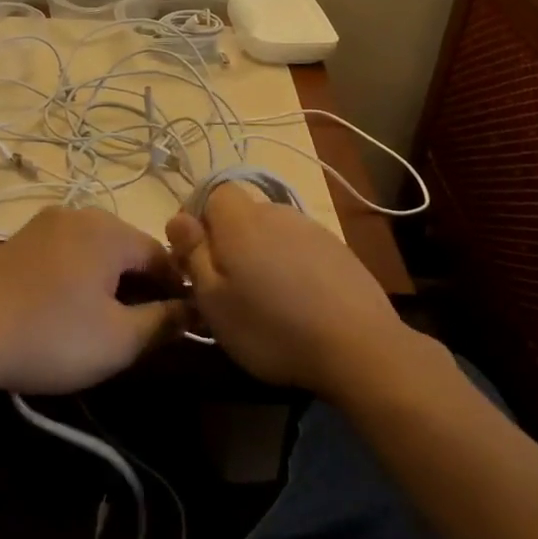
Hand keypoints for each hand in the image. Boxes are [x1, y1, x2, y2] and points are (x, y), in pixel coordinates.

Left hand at [0, 207, 180, 395]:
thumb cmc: (50, 335)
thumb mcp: (119, 340)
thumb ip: (164, 322)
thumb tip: (193, 309)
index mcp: (110, 230)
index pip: (162, 256)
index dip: (177, 290)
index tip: (182, 323)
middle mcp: (79, 214)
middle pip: (126, 250)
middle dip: (141, 287)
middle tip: (143, 329)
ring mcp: (42, 225)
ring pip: (94, 252)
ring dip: (108, 284)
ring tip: (105, 324)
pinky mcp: (17, 243)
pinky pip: (64, 256)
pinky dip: (76, 279)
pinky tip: (66, 312)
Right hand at [167, 183, 408, 399]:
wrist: (358, 346)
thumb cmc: (271, 327)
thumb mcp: (213, 300)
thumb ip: (193, 254)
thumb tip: (178, 218)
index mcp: (242, 221)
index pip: (213, 192)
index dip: (199, 219)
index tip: (195, 257)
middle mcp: (278, 213)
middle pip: (243, 214)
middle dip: (228, 241)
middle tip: (226, 287)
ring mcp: (314, 230)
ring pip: (273, 233)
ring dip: (261, 255)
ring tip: (265, 300)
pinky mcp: (340, 251)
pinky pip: (301, 250)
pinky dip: (292, 268)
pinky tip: (300, 304)